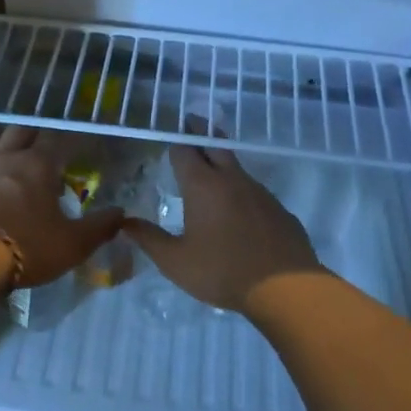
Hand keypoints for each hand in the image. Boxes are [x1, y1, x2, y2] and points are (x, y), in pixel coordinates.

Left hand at [0, 126, 122, 287]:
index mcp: (38, 165)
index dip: (68, 139)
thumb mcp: (72, 244)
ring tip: (3, 153)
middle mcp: (4, 159)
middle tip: (41, 146)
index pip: (56, 139)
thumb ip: (99, 227)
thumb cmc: (26, 246)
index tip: (76, 144)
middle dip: (32, 135)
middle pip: (19, 132)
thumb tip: (121, 213)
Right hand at [123, 145, 321, 311]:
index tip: (169, 136)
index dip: (175, 143)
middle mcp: (232, 180)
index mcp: (203, 186)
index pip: (184, 151)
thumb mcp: (175, 261)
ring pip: (237, 168)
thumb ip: (149, 239)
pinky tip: (239, 210)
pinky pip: (255, 192)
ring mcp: (260, 192)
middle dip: (201, 131)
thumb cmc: (222, 271)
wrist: (285, 288)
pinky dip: (242, 192)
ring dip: (222, 163)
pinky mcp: (279, 209)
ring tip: (211, 170)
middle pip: (215, 144)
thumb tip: (125, 222)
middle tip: (191, 122)